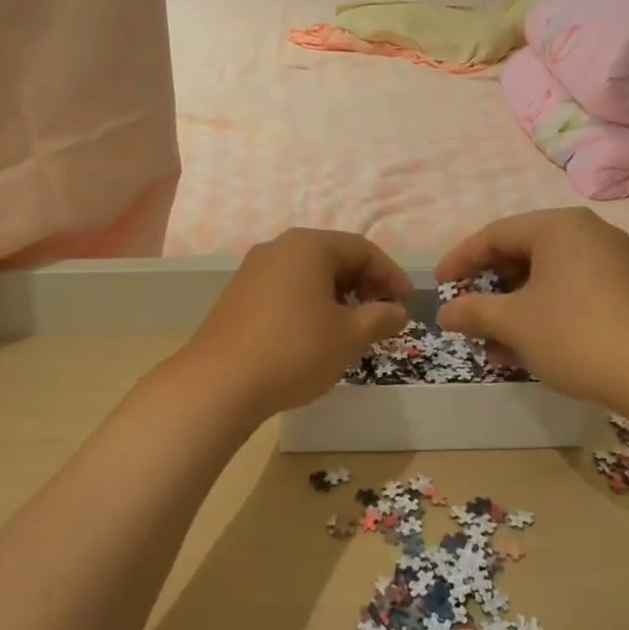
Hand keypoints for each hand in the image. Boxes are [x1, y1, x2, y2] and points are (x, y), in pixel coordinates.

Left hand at [181, 228, 413, 416]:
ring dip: (339, 296)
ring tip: (354, 328)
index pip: (362, 249)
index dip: (391, 275)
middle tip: (384, 315)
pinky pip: (287, 289)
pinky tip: (317, 334)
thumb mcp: (349, 336)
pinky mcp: (239, 295)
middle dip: (365, 285)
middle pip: (334, 257)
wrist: (220, 383)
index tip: (409, 304)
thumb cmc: (295, 350)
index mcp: (308, 246)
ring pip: (310, 275)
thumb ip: (381, 318)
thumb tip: (399, 311)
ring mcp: (254, 271)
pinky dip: (311, 304)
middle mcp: (278, 248)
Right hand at [435, 209, 628, 406]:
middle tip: (465, 312)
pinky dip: (541, 313)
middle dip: (488, 287)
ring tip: (490, 342)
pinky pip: (568, 291)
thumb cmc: (575, 334)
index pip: (495, 234)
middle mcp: (586, 233)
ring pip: (544, 277)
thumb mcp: (514, 322)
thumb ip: (473, 311)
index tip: (438, 286)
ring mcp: (610, 261)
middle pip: (521, 253)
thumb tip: (445, 313)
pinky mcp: (623, 290)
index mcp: (558, 226)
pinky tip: (523, 348)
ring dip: (512, 307)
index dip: (461, 260)